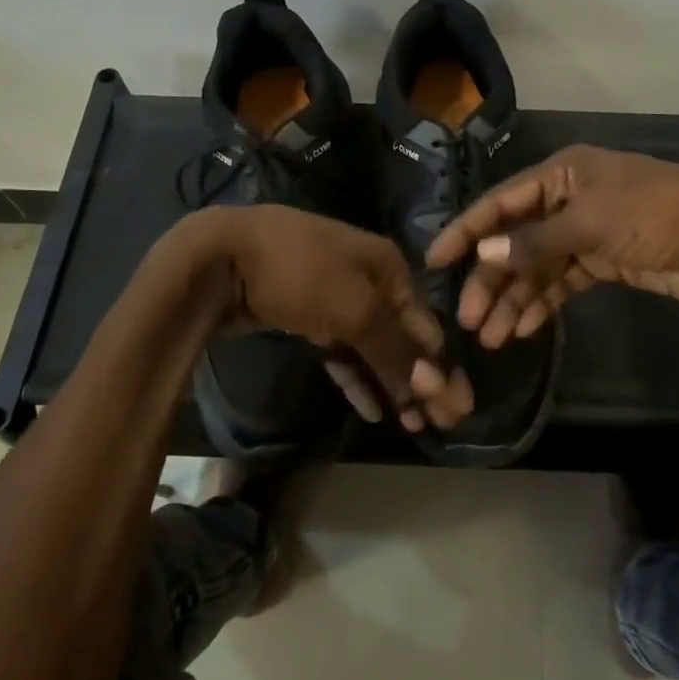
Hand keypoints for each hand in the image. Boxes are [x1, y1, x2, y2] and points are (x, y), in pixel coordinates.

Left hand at [185, 205, 473, 431]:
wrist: (222, 256)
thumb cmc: (300, 274)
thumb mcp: (355, 309)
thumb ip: (394, 349)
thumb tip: (432, 384)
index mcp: (388, 267)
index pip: (426, 323)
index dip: (442, 366)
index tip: (456, 408)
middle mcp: (368, 280)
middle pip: (403, 336)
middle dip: (422, 379)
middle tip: (439, 423)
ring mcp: (335, 298)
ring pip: (373, 347)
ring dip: (392, 383)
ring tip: (412, 423)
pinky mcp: (307, 317)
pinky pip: (342, 351)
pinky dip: (357, 377)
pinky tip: (372, 408)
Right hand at [424, 145, 678, 348]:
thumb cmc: (654, 215)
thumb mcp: (590, 222)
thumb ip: (534, 240)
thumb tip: (481, 252)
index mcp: (561, 175)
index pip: (500, 201)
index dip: (466, 230)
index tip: (433, 261)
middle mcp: (567, 200)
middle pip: (515, 240)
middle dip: (490, 280)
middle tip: (467, 319)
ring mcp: (584, 232)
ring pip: (536, 267)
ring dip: (513, 299)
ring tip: (492, 338)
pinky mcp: (601, 261)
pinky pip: (560, 282)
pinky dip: (542, 304)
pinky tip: (524, 329)